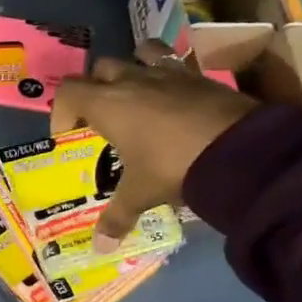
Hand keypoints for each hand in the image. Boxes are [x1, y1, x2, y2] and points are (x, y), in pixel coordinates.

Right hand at [52, 42, 255, 253]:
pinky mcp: (199, 76)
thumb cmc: (173, 165)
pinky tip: (175, 102)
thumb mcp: (141, 193)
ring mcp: (168, 74)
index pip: (68, 92)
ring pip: (139, 53)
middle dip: (95, 88)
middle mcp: (132, 80)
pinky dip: (169, 77)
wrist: (240, 149)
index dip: (61, 111)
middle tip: (102, 118)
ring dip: (132, 68)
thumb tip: (100, 247)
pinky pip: (175, 65)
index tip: (69, 135)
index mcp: (107, 104)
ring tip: (137, 95)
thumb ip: (117, 216)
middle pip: (100, 69)